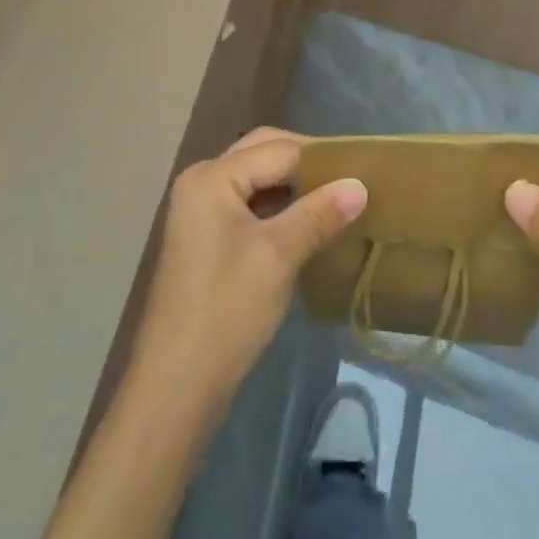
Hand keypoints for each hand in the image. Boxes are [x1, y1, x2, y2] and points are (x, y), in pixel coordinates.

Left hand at [130, 128, 366, 415]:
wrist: (175, 388)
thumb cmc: (226, 311)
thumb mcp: (279, 256)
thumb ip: (319, 214)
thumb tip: (360, 185)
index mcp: (212, 177)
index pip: (278, 150)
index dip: (320, 157)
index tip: (362, 168)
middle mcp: (201, 181)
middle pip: (262, 153)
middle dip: (305, 163)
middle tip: (349, 179)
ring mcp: (200, 210)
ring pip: (256, 179)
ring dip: (292, 185)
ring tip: (335, 198)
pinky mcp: (205, 237)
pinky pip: (248, 203)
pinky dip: (277, 206)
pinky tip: (306, 223)